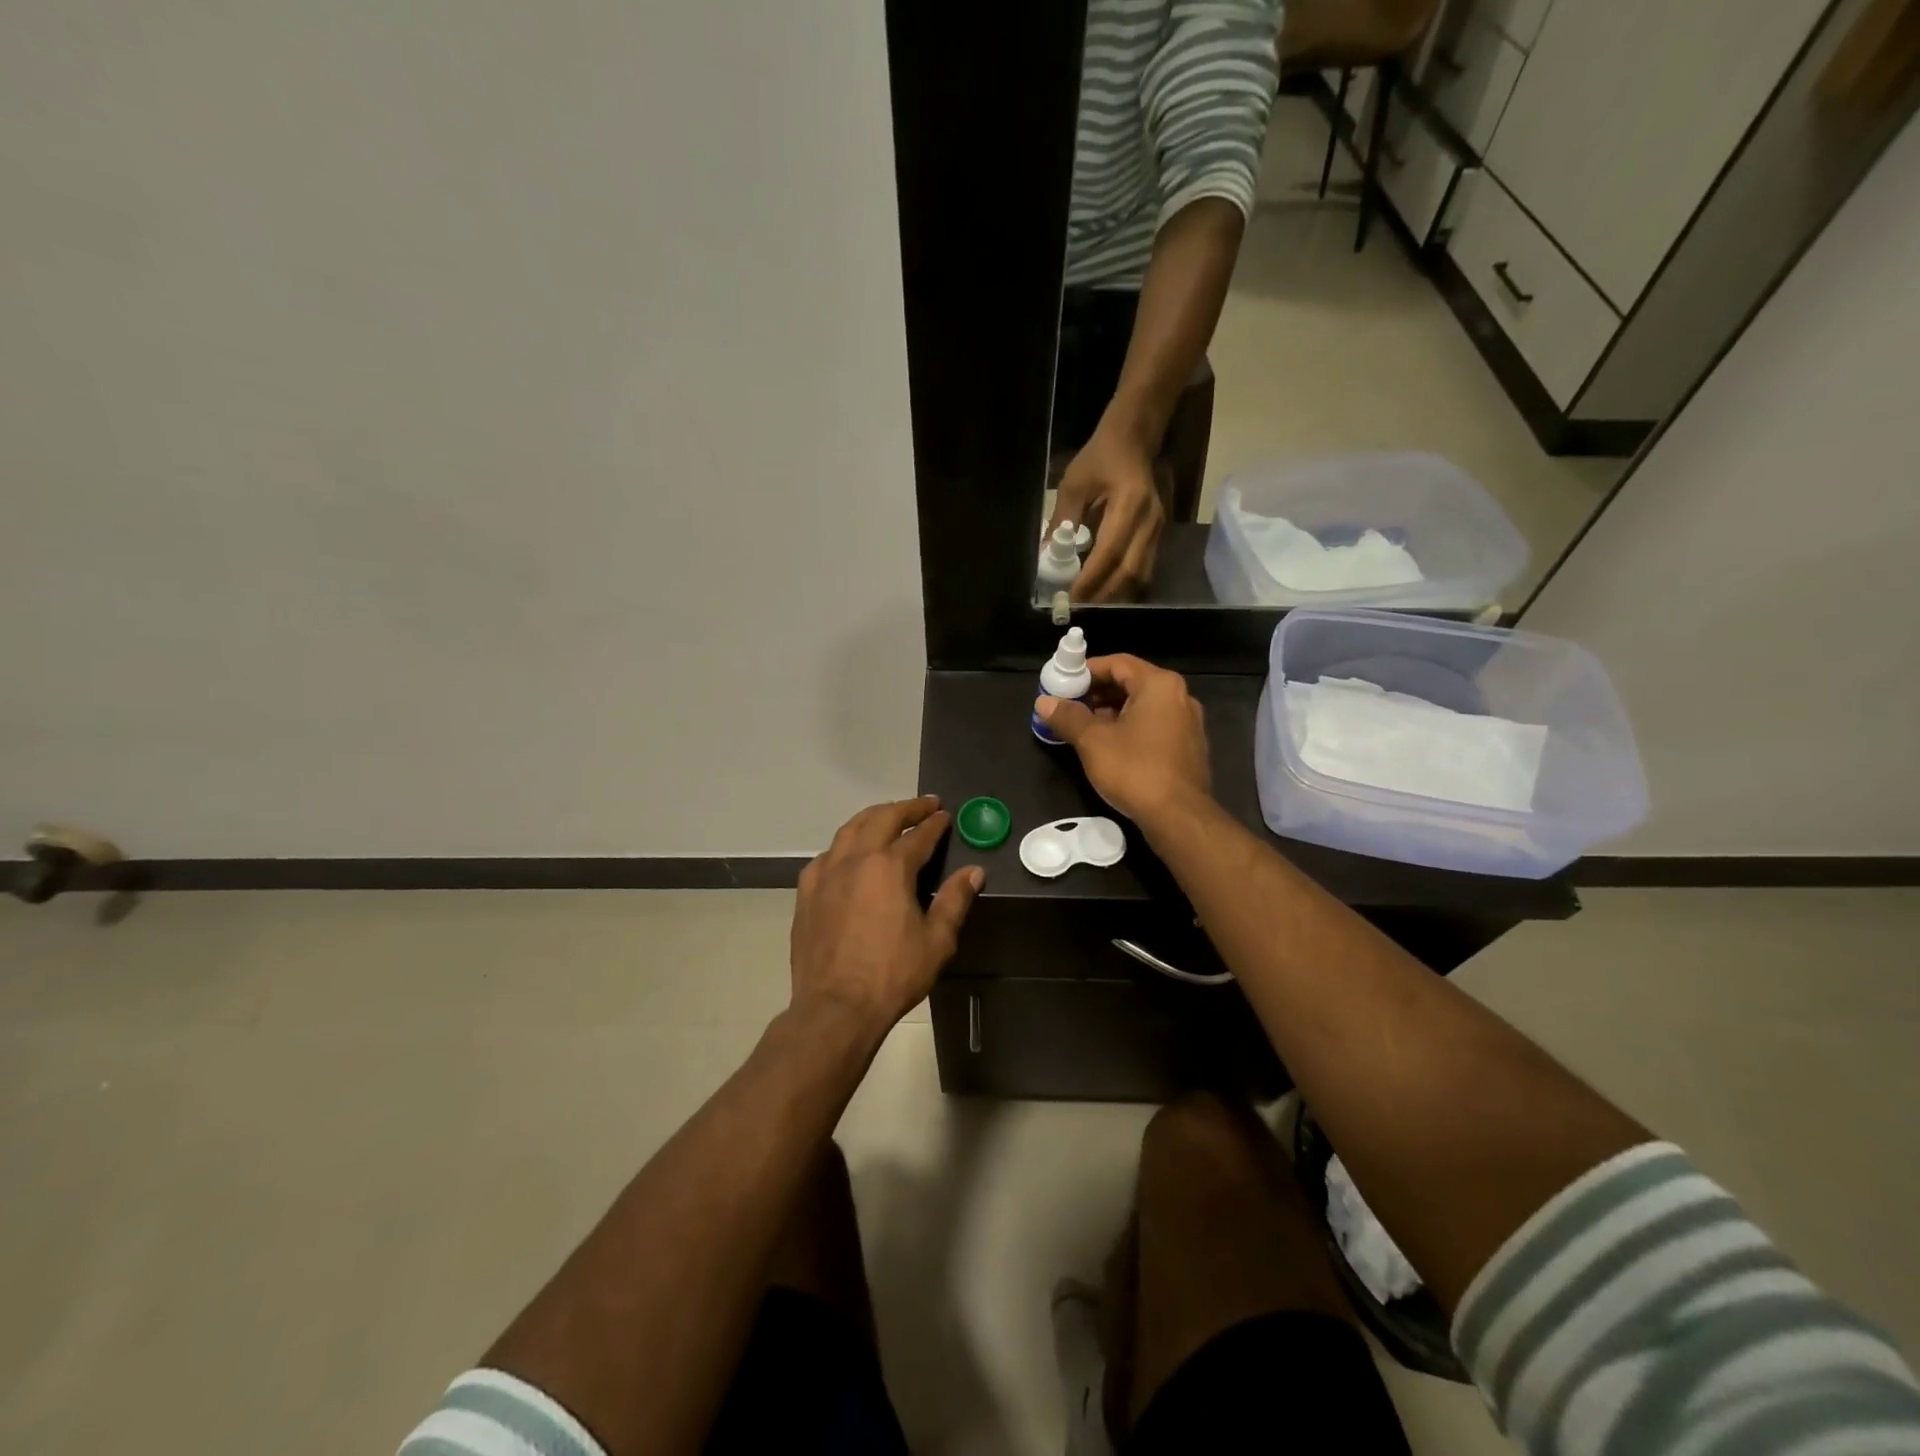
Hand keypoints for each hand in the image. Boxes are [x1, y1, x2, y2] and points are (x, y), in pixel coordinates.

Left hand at [790, 796, 983, 1036]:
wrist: (836, 1006)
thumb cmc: (892, 974)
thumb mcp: (937, 941)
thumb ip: (955, 900)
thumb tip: (974, 872)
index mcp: (890, 867)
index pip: (919, 835)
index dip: (935, 824)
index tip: (946, 815)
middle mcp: (856, 859)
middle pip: (882, 819)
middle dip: (907, 808)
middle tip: (925, 804)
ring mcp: (826, 873)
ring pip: (849, 829)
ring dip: (873, 816)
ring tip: (888, 815)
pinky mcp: (807, 892)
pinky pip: (826, 855)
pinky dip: (843, 844)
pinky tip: (848, 853)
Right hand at [1036, 655, 1211, 824]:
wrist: (1178, 817)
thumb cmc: (1135, 770)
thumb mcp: (1093, 741)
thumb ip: (1068, 717)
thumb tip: (1044, 702)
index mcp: (1159, 685)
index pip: (1118, 663)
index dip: (1086, 670)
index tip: (1063, 683)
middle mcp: (1179, 697)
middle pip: (1131, 683)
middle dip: (1097, 692)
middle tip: (1069, 705)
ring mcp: (1187, 724)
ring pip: (1142, 707)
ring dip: (1111, 712)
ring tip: (1083, 727)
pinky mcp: (1188, 748)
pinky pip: (1153, 726)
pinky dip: (1130, 728)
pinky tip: (1109, 747)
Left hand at [1052, 425, 1165, 601]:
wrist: (1134, 440)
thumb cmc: (1101, 458)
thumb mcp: (1074, 483)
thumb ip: (1062, 520)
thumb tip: (1047, 557)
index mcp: (1130, 504)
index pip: (1111, 552)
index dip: (1091, 579)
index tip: (1071, 597)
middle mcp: (1150, 521)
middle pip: (1130, 572)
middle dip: (1104, 596)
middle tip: (1078, 609)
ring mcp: (1158, 531)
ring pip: (1141, 576)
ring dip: (1115, 596)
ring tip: (1090, 606)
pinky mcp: (1157, 537)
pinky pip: (1143, 571)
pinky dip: (1124, 588)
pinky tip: (1105, 595)